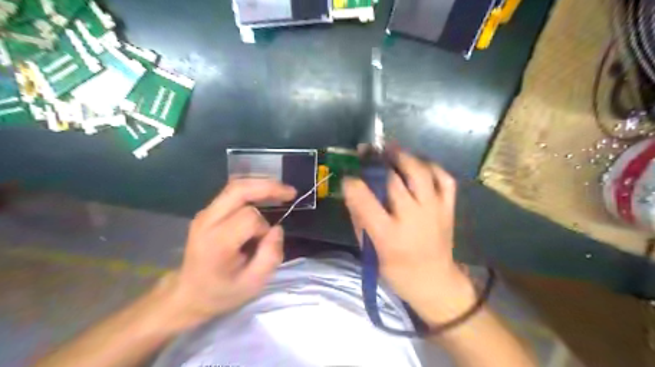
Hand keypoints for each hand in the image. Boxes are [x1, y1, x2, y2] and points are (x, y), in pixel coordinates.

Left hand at [164, 180, 296, 327]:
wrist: (188, 293)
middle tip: (290, 192)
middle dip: (268, 187)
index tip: (265, 243)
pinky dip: (252, 190)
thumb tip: (277, 229)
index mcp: (217, 242)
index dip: (264, 228)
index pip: (249, 217)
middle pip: (239, 189)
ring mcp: (204, 213)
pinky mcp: (207, 211)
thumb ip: (270, 256)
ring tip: (281, 192)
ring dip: (261, 185)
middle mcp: (207, 221)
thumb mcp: (253, 284)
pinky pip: (232, 192)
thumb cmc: (221, 292)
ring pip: (235, 186)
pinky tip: (265, 196)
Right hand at [343, 150, 475, 325]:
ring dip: (404, 157)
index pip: (365, 199)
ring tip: (392, 149)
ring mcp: (434, 210)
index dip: (353, 183)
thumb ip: (360, 219)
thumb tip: (352, 191)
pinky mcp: (449, 208)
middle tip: (368, 152)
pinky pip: (444, 178)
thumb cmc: (396, 270)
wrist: (434, 281)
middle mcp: (412, 218)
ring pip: (420, 172)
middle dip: (377, 161)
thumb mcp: (369, 251)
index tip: (348, 177)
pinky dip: (431, 166)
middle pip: (393, 179)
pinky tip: (419, 163)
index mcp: (388, 234)